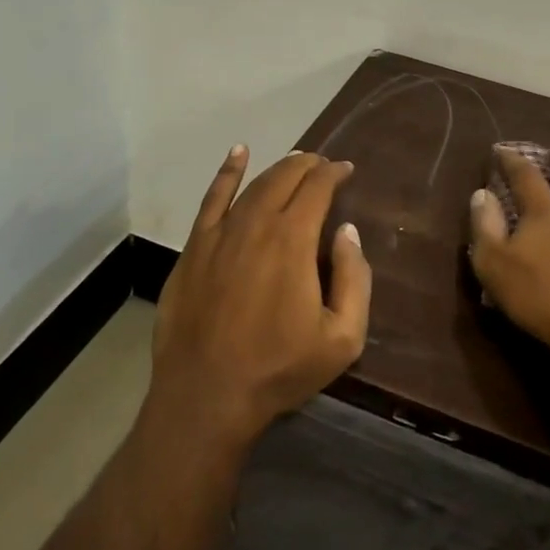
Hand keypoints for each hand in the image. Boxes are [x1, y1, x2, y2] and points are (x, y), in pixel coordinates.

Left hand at [151, 146, 371, 450]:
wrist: (206, 394)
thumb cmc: (279, 369)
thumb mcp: (342, 338)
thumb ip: (355, 279)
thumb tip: (347, 232)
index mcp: (293, 241)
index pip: (317, 188)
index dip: (334, 174)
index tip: (346, 171)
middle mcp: (256, 224)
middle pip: (285, 178)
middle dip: (308, 165)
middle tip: (323, 165)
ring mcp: (220, 233)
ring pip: (253, 186)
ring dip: (277, 169)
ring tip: (294, 161)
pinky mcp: (194, 247)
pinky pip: (212, 199)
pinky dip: (227, 173)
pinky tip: (237, 154)